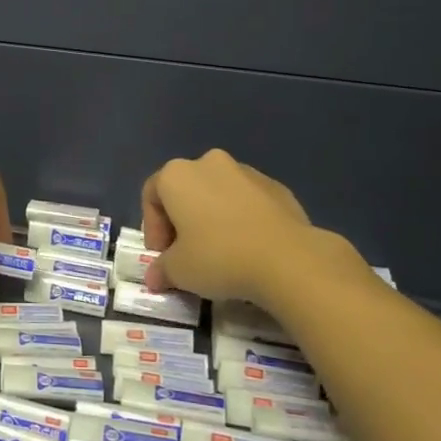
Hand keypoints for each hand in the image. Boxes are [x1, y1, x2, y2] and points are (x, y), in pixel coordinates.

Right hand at [142, 149, 364, 307]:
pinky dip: (243, 219)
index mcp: (176, 175)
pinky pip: (248, 201)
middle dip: (182, 221)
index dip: (152, 229)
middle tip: (188, 255)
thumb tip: (155, 278)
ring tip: (222, 253)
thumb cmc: (219, 258)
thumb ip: (161, 270)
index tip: (163, 257)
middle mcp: (208, 163)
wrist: (288, 259)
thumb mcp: (179, 271)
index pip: (151, 196)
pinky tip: (250, 249)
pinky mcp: (276, 186)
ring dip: (213, 218)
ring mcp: (246, 171)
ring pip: (218, 193)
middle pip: (185, 191)